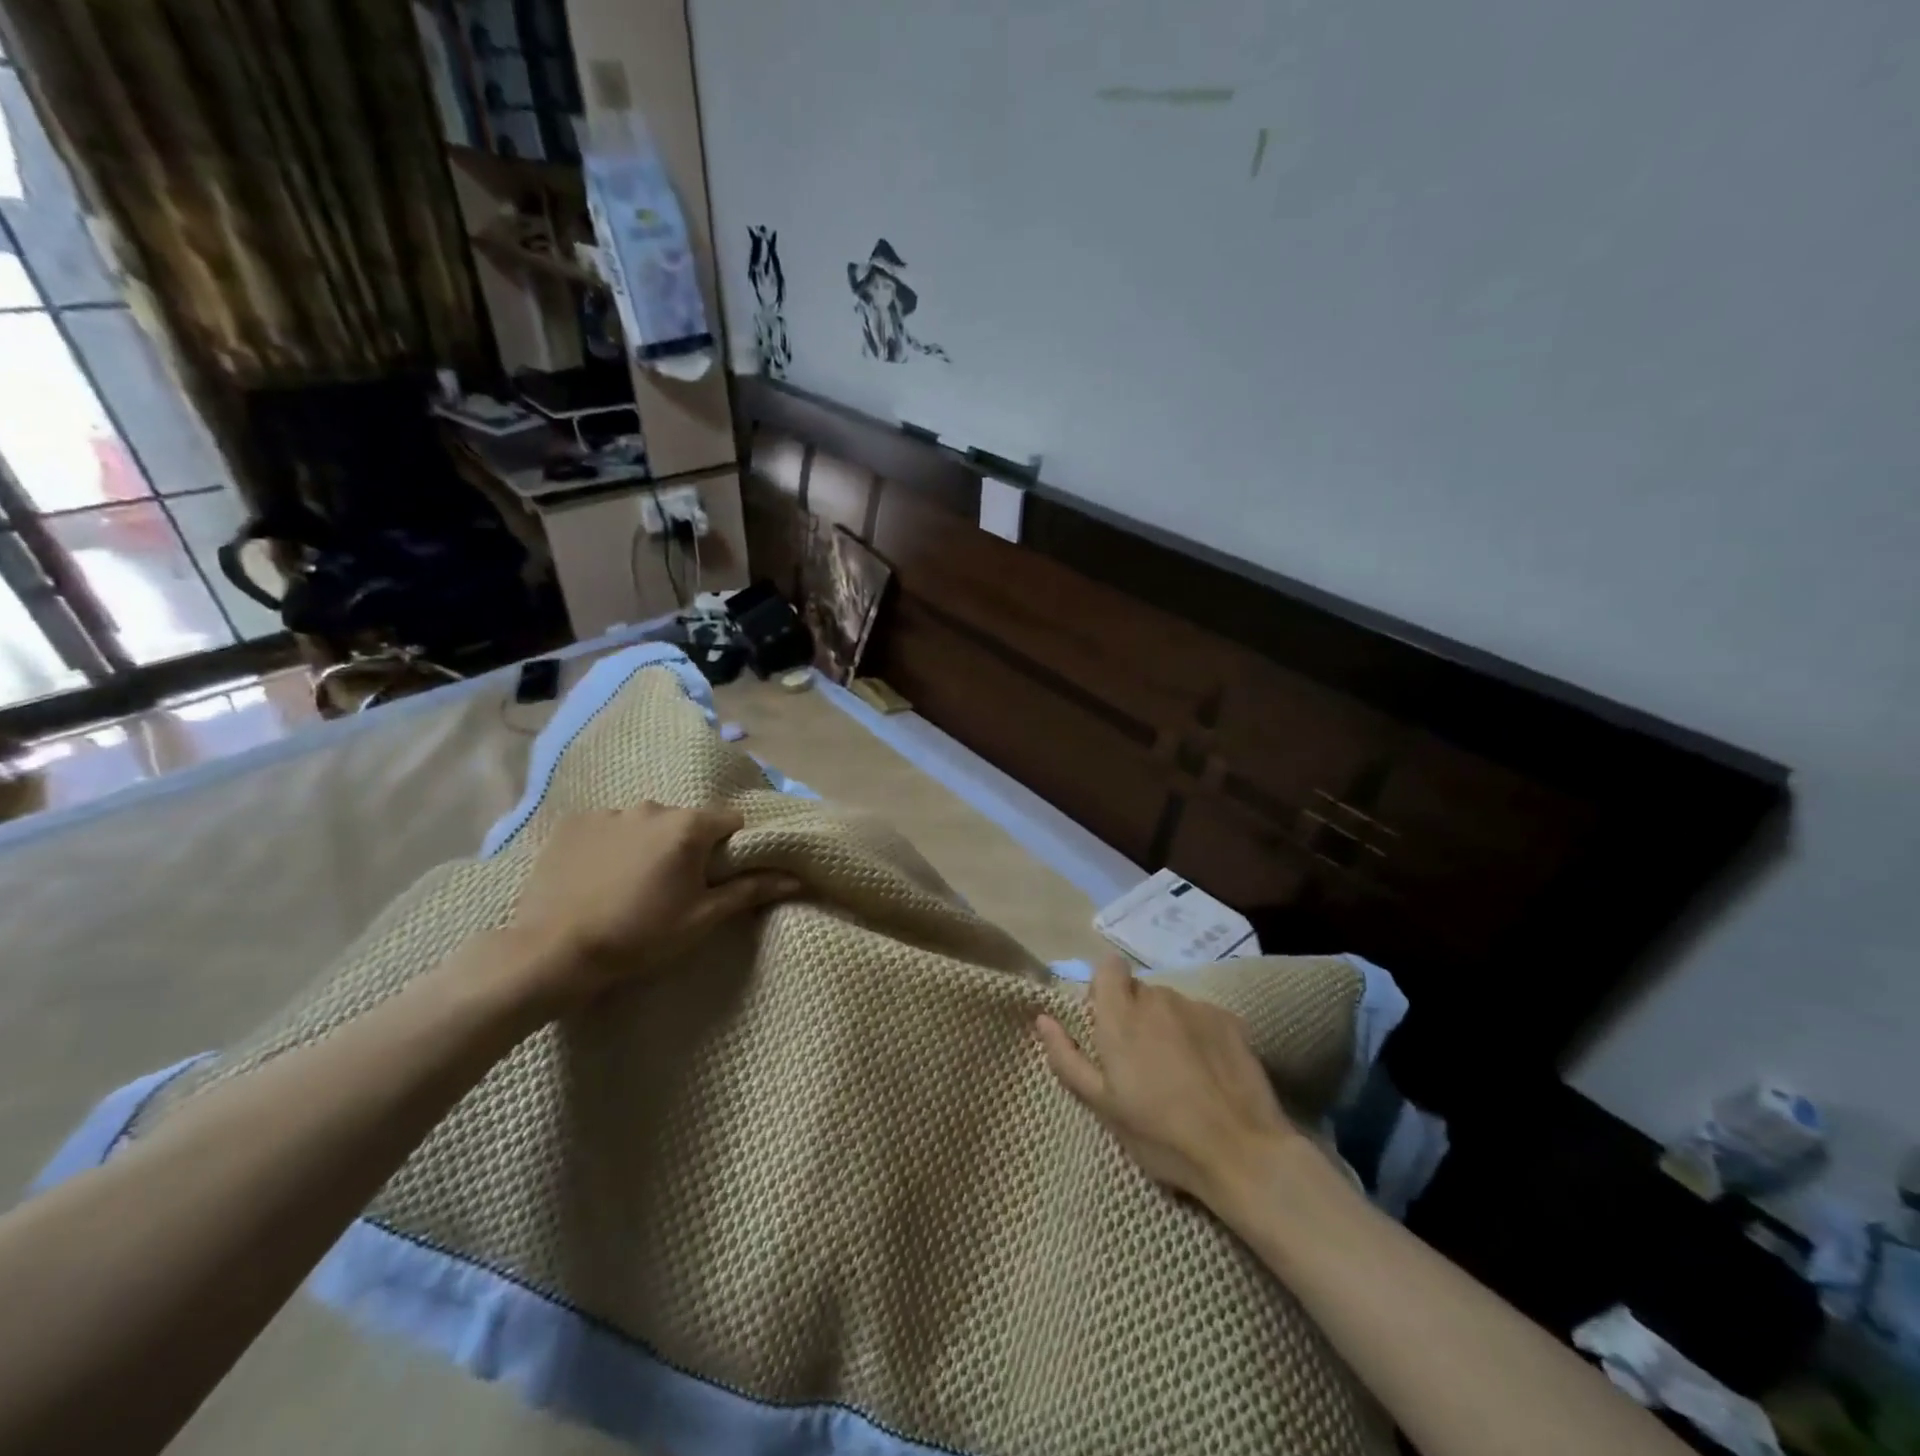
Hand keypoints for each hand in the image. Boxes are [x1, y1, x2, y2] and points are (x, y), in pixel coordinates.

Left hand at [505, 804, 798, 1004]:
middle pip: (687, 822)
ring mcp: (608, 813)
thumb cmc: (640, 936)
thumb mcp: (702, 918)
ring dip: (649, 845)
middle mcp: (651, 807)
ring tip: (631, 885)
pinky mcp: (572, 824)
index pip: (730, 822)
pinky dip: (612, 845)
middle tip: (675, 888)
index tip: (718, 877)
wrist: (553, 952)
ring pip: (646, 824)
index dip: (732, 849)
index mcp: (688, 826)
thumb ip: (750, 890)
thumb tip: (794, 878)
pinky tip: (599, 878)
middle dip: (688, 847)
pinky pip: (608, 828)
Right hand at [1036, 956, 1301, 1208]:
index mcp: (1121, 1015)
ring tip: (1179, 1074)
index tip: (1107, 1026)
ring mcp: (1197, 1007)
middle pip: (1139, 991)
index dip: (1104, 990)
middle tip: (1141, 1063)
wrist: (1242, 1154)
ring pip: (1170, 1005)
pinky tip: (1209, 1074)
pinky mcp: (1230, 1020)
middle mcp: (1158, 998)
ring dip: (1166, 1026)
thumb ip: (1067, 1057)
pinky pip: (1201, 1017)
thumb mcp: (1102, 1105)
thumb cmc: (1161, 1135)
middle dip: (1134, 1016)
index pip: (1108, 967)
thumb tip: (1043, 1019)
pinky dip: (1198, 1036)